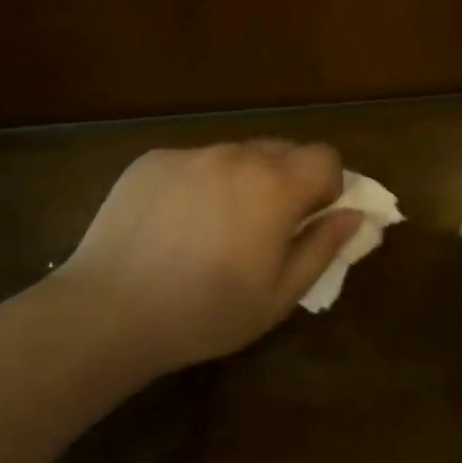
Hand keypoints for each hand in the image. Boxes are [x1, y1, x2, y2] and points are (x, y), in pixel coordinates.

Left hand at [61, 141, 361, 372]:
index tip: (310, 220)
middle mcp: (236, 155)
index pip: (326, 156)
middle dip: (288, 181)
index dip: (328, 186)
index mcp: (275, 185)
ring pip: (237, 154)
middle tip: (266, 227)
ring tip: (215, 228)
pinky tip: (175, 224)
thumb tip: (353, 215)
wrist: (108, 311)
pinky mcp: (152, 160)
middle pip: (283, 150)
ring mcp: (190, 153)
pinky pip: (195, 162)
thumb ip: (323, 247)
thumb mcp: (279, 295)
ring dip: (244, 180)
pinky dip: (201, 183)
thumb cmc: (204, 312)